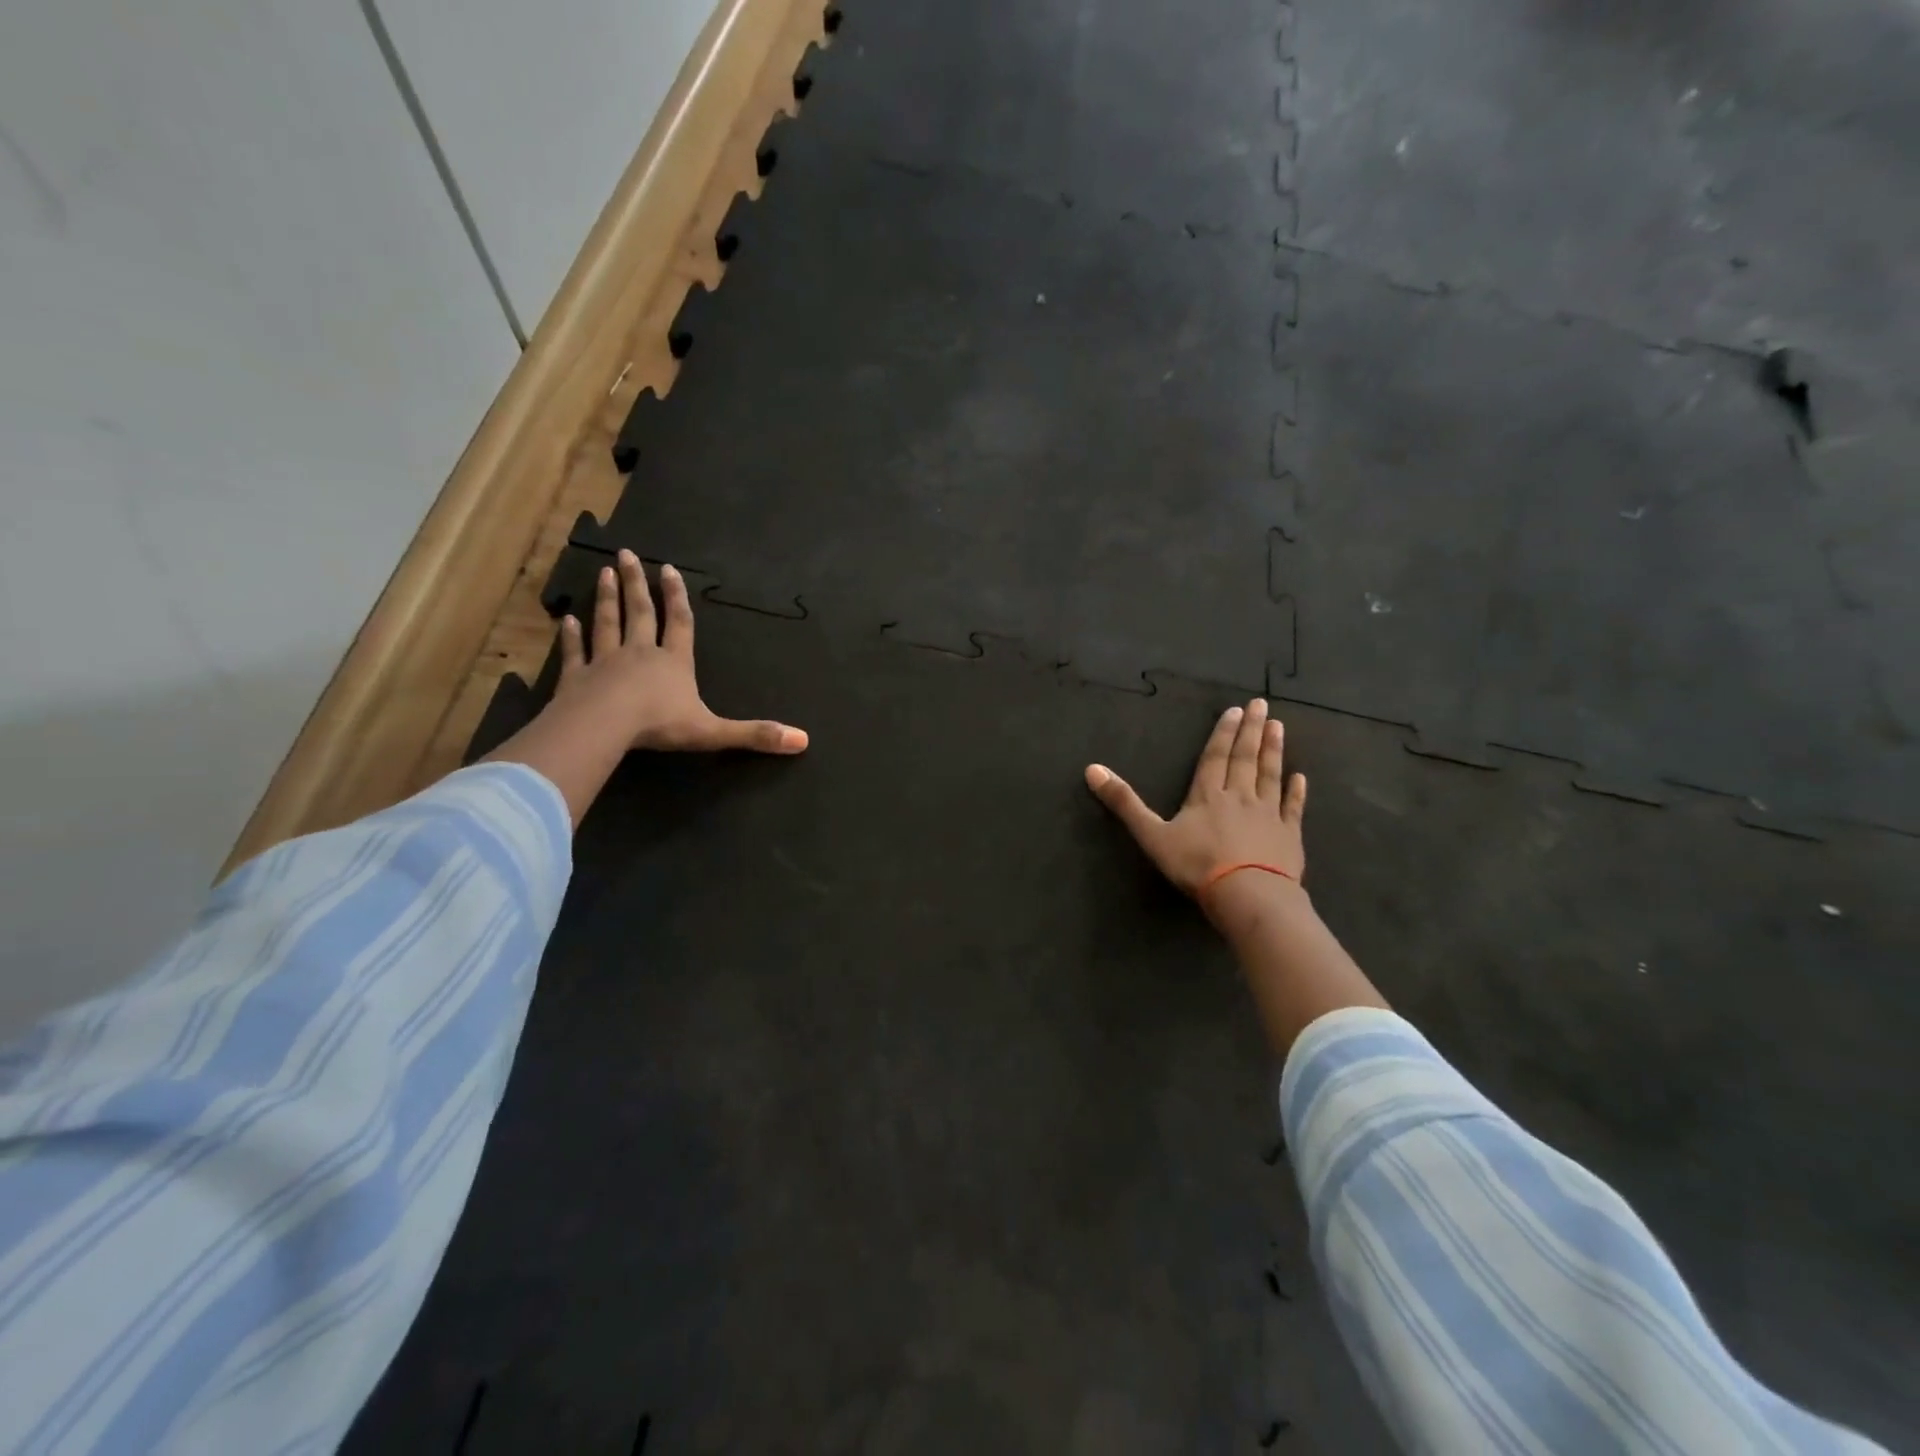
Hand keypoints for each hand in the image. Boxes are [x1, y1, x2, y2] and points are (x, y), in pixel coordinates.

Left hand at [552, 549, 806, 754]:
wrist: (604, 727)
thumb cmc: (660, 725)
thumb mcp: (714, 732)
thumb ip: (755, 734)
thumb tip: (803, 741)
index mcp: (674, 663)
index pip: (679, 624)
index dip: (678, 598)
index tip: (670, 569)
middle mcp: (640, 654)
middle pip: (640, 613)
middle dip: (638, 585)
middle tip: (629, 555)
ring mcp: (605, 663)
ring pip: (607, 624)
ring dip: (606, 598)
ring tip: (604, 572)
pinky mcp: (576, 678)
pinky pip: (574, 653)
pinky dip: (569, 636)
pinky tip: (565, 620)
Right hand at [1085, 698, 1305, 898]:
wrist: (1248, 894)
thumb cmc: (1197, 865)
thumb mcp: (1151, 835)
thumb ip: (1124, 803)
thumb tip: (1091, 769)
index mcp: (1207, 795)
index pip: (1215, 757)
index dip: (1223, 733)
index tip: (1236, 710)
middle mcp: (1239, 797)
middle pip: (1245, 759)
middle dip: (1251, 731)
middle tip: (1262, 704)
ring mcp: (1268, 815)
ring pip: (1270, 776)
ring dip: (1274, 751)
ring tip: (1279, 727)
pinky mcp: (1289, 836)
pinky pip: (1293, 808)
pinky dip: (1296, 792)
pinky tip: (1300, 778)